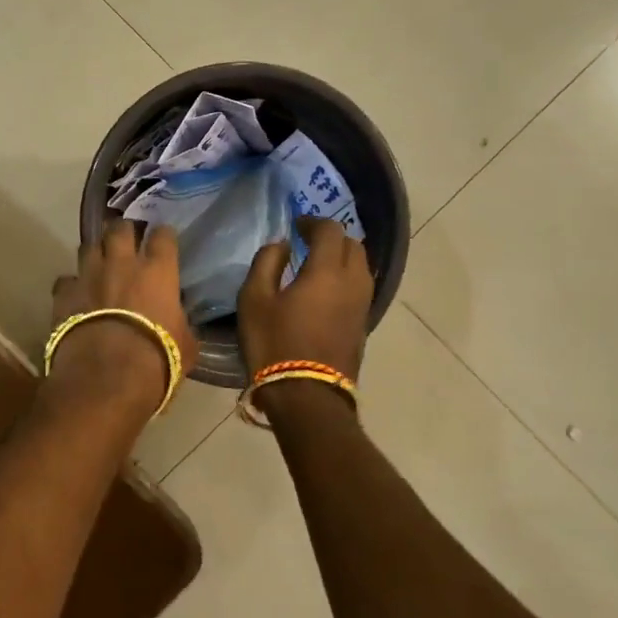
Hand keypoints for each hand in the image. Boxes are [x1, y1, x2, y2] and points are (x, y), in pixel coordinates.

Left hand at [48, 221, 198, 413]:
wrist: (106, 376)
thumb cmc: (156, 360)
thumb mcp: (185, 344)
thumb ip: (180, 323)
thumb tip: (177, 320)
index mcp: (157, 271)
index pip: (163, 236)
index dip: (163, 235)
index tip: (163, 239)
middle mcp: (121, 263)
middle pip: (120, 228)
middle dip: (123, 231)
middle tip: (126, 241)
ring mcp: (88, 275)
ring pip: (88, 246)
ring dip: (95, 253)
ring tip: (98, 264)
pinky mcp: (63, 293)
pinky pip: (66, 280)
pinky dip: (71, 285)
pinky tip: (74, 296)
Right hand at [238, 216, 373, 381]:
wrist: (307, 396)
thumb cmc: (274, 343)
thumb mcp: (254, 299)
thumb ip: (267, 262)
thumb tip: (282, 245)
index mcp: (327, 271)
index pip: (330, 231)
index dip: (313, 221)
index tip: (295, 225)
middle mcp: (353, 283)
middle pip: (353, 245)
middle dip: (331, 238)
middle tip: (307, 242)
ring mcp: (362, 306)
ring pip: (361, 267)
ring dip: (341, 258)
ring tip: (316, 265)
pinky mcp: (363, 325)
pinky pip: (359, 288)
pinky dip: (345, 279)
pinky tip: (324, 290)